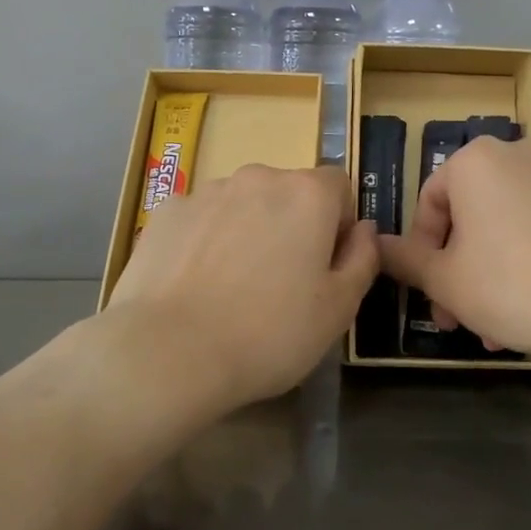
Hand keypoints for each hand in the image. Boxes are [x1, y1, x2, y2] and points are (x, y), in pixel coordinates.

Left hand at [107, 165, 378, 410]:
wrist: (169, 352)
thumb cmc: (269, 333)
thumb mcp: (338, 309)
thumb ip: (363, 259)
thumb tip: (364, 229)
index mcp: (308, 194)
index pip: (339, 186)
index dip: (340, 224)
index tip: (326, 267)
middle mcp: (258, 177)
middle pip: (289, 192)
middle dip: (292, 226)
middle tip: (281, 283)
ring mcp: (207, 191)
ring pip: (243, 204)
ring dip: (248, 230)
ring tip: (232, 288)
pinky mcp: (166, 212)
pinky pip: (202, 219)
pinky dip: (206, 240)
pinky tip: (195, 284)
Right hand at [377, 137, 530, 364]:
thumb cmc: (509, 285)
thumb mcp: (444, 279)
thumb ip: (404, 259)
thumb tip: (374, 244)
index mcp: (476, 160)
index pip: (430, 202)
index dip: (422, 250)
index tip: (428, 291)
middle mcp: (518, 155)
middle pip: (469, 215)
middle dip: (457, 268)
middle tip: (454, 316)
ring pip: (503, 227)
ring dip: (488, 274)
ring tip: (491, 329)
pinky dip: (524, 263)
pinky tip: (528, 312)